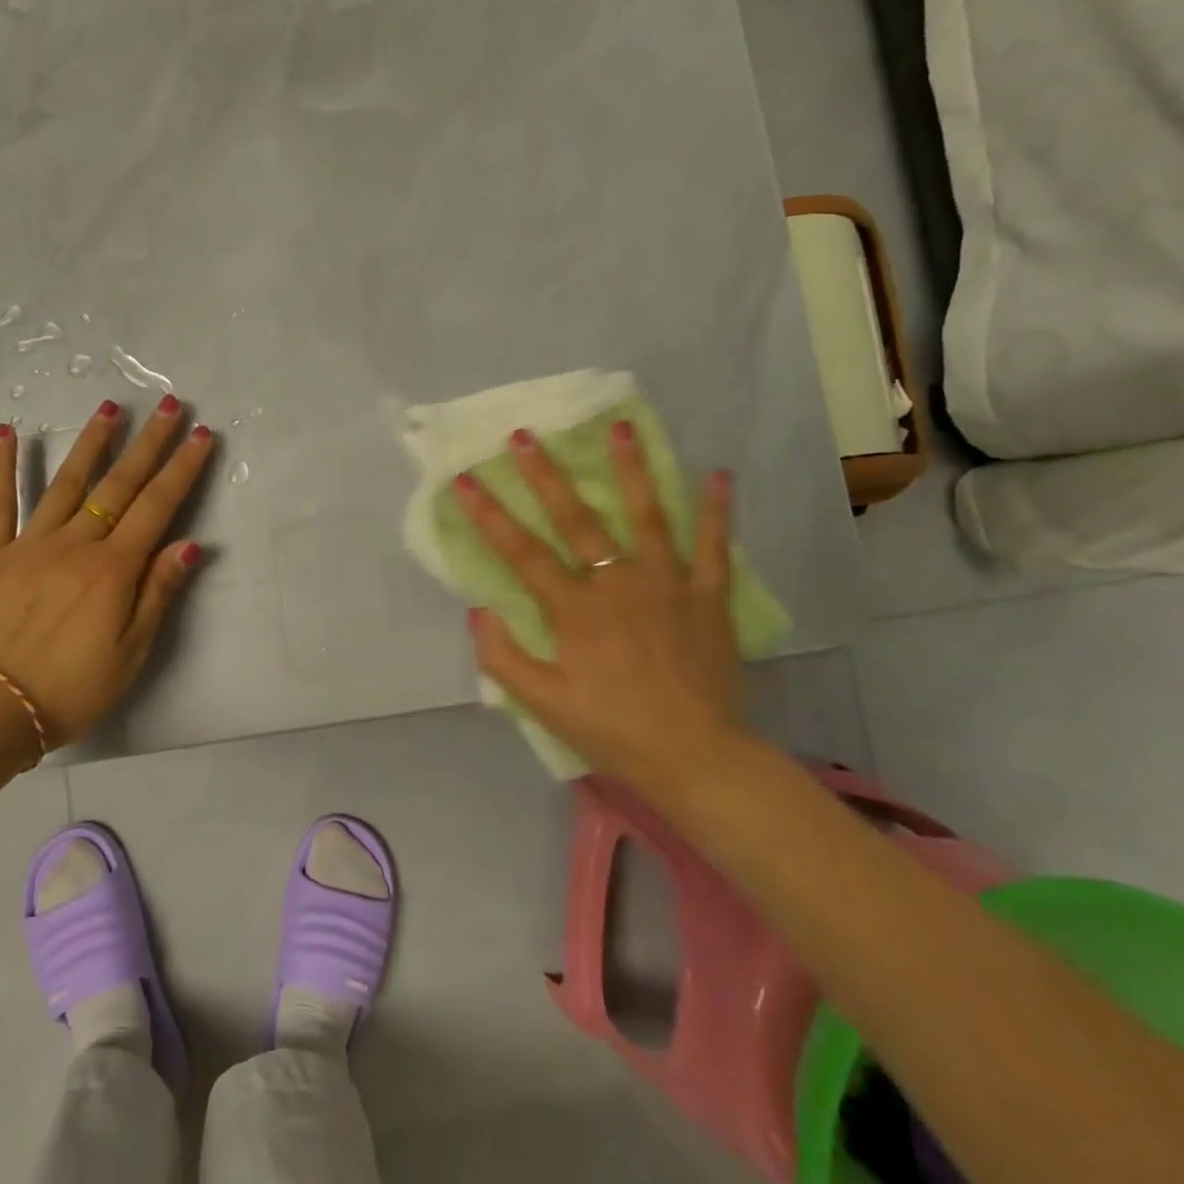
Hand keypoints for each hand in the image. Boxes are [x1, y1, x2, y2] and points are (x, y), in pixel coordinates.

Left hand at [0, 395, 212, 745]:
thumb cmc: (70, 689)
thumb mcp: (131, 653)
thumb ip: (158, 593)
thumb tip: (190, 544)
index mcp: (113, 569)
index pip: (157, 507)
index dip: (181, 468)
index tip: (198, 435)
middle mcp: (76, 545)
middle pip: (119, 484)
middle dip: (147, 442)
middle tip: (167, 404)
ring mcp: (30, 544)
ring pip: (67, 483)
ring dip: (91, 442)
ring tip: (110, 407)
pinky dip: (3, 466)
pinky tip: (8, 432)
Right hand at [453, 421, 752, 789]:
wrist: (697, 757)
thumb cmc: (612, 729)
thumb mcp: (543, 704)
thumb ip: (503, 657)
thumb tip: (477, 610)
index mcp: (575, 609)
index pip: (522, 552)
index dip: (489, 514)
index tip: (464, 480)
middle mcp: (618, 583)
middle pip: (576, 519)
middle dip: (545, 475)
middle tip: (525, 435)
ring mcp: (668, 584)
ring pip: (647, 516)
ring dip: (632, 469)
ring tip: (622, 427)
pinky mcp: (708, 596)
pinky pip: (713, 546)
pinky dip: (716, 511)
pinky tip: (718, 475)